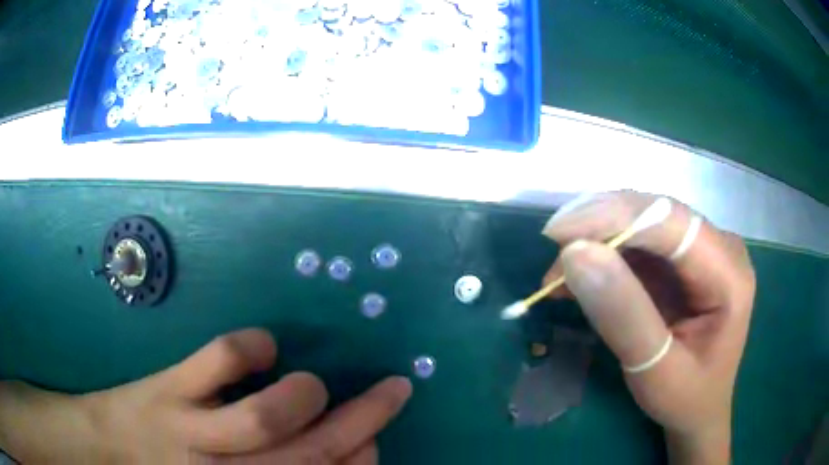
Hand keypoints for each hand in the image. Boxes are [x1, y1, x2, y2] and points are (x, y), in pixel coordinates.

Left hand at [2, 329, 410, 463]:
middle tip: (393, 389)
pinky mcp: (170, 388)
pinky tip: (263, 348)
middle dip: (364, 419)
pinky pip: (218, 362)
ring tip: (311, 385)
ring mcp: (193, 429)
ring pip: (263, 420)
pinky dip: (251, 348)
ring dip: (305, 396)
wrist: (118, 442)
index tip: (375, 434)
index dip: (362, 458)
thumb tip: (346, 447)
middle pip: (309, 454)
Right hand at [542, 191, 754, 463]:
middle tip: (554, 256)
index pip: (673, 222)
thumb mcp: (655, 370)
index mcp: (729, 273)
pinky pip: (639, 244)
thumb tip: (575, 254)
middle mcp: (720, 247)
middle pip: (656, 215)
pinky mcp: (683, 260)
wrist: (699, 410)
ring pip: (643, 224)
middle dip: (601, 228)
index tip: (558, 234)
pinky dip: (604, 257)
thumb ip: (623, 314)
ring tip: (559, 278)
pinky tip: (578, 280)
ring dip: (597, 243)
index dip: (615, 218)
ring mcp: (702, 250)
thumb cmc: (686, 398)